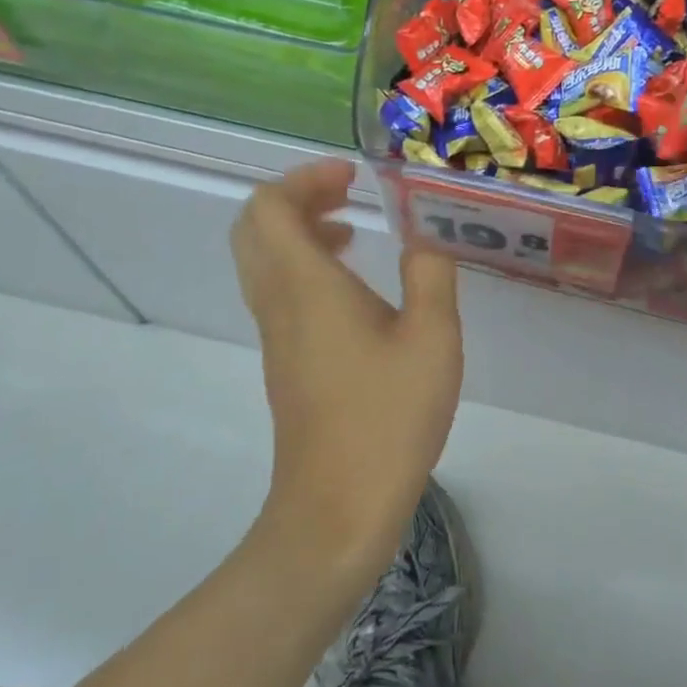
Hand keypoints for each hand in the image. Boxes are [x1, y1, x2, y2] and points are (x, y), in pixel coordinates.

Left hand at [231, 160, 463, 571]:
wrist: (337, 508)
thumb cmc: (387, 417)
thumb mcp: (432, 338)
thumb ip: (430, 273)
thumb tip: (424, 237)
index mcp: (306, 286)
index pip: (269, 206)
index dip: (305, 178)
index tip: (354, 177)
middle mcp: (278, 302)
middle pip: (254, 227)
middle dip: (297, 197)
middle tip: (348, 193)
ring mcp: (276, 334)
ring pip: (263, 259)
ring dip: (299, 230)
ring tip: (353, 229)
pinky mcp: (285, 360)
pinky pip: (278, 290)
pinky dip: (305, 265)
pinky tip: (354, 286)